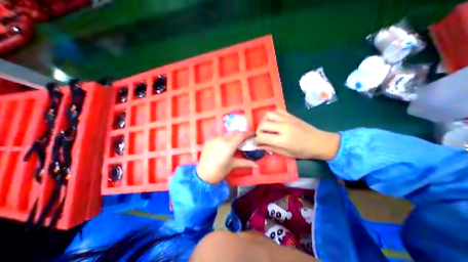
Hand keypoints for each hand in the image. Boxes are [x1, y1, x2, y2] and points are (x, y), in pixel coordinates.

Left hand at [196, 131, 257, 183]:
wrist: (203, 175)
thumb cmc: (219, 171)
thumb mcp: (233, 165)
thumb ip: (246, 162)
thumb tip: (256, 165)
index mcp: (229, 145)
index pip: (241, 135)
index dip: (248, 134)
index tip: (252, 135)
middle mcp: (222, 139)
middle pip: (235, 132)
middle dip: (241, 135)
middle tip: (244, 140)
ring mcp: (214, 138)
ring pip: (227, 134)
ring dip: (232, 137)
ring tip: (233, 144)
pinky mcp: (209, 140)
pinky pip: (219, 136)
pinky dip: (224, 139)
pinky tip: (223, 146)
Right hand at [255, 109, 338, 159]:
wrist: (320, 142)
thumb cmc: (303, 151)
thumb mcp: (286, 153)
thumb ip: (270, 148)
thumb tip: (259, 146)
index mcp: (282, 140)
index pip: (262, 137)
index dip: (256, 141)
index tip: (256, 143)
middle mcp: (283, 127)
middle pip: (262, 125)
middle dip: (258, 131)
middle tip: (261, 136)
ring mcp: (287, 119)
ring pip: (267, 115)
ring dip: (263, 121)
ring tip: (265, 127)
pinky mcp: (290, 115)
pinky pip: (276, 111)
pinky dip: (272, 115)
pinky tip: (273, 121)